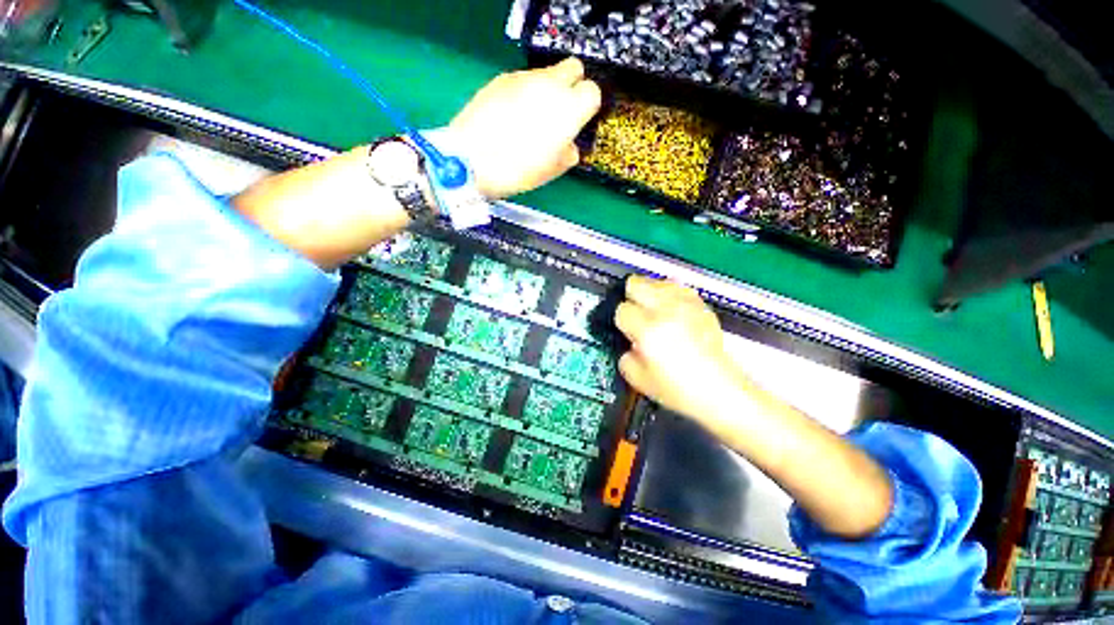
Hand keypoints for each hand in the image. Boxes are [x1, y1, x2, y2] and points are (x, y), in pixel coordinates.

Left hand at [447, 58, 601, 198]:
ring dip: (546, 90)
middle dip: (572, 85)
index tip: (579, 121)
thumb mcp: (551, 171)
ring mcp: (524, 78)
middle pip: (573, 68)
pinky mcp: (501, 78)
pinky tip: (511, 115)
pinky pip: (522, 80)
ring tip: (530, 118)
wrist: (471, 159)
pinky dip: (524, 92)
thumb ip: (568, 153)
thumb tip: (570, 145)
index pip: (592, 92)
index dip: (587, 106)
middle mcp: (550, 85)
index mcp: (568, 110)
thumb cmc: (518, 170)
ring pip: (546, 73)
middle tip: (560, 111)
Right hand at [615, 276, 742, 421]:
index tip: (627, 331)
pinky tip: (670, 309)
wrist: (718, 390)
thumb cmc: (675, 389)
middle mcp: (666, 309)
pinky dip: (668, 294)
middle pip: (636, 283)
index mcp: (648, 329)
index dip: (621, 321)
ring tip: (652, 310)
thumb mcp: (636, 378)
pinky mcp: (700, 305)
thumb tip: (629, 338)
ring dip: (648, 293)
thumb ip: (624, 353)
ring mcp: (686, 304)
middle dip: (630, 298)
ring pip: (656, 281)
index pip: (622, 309)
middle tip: (635, 314)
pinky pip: (677, 287)